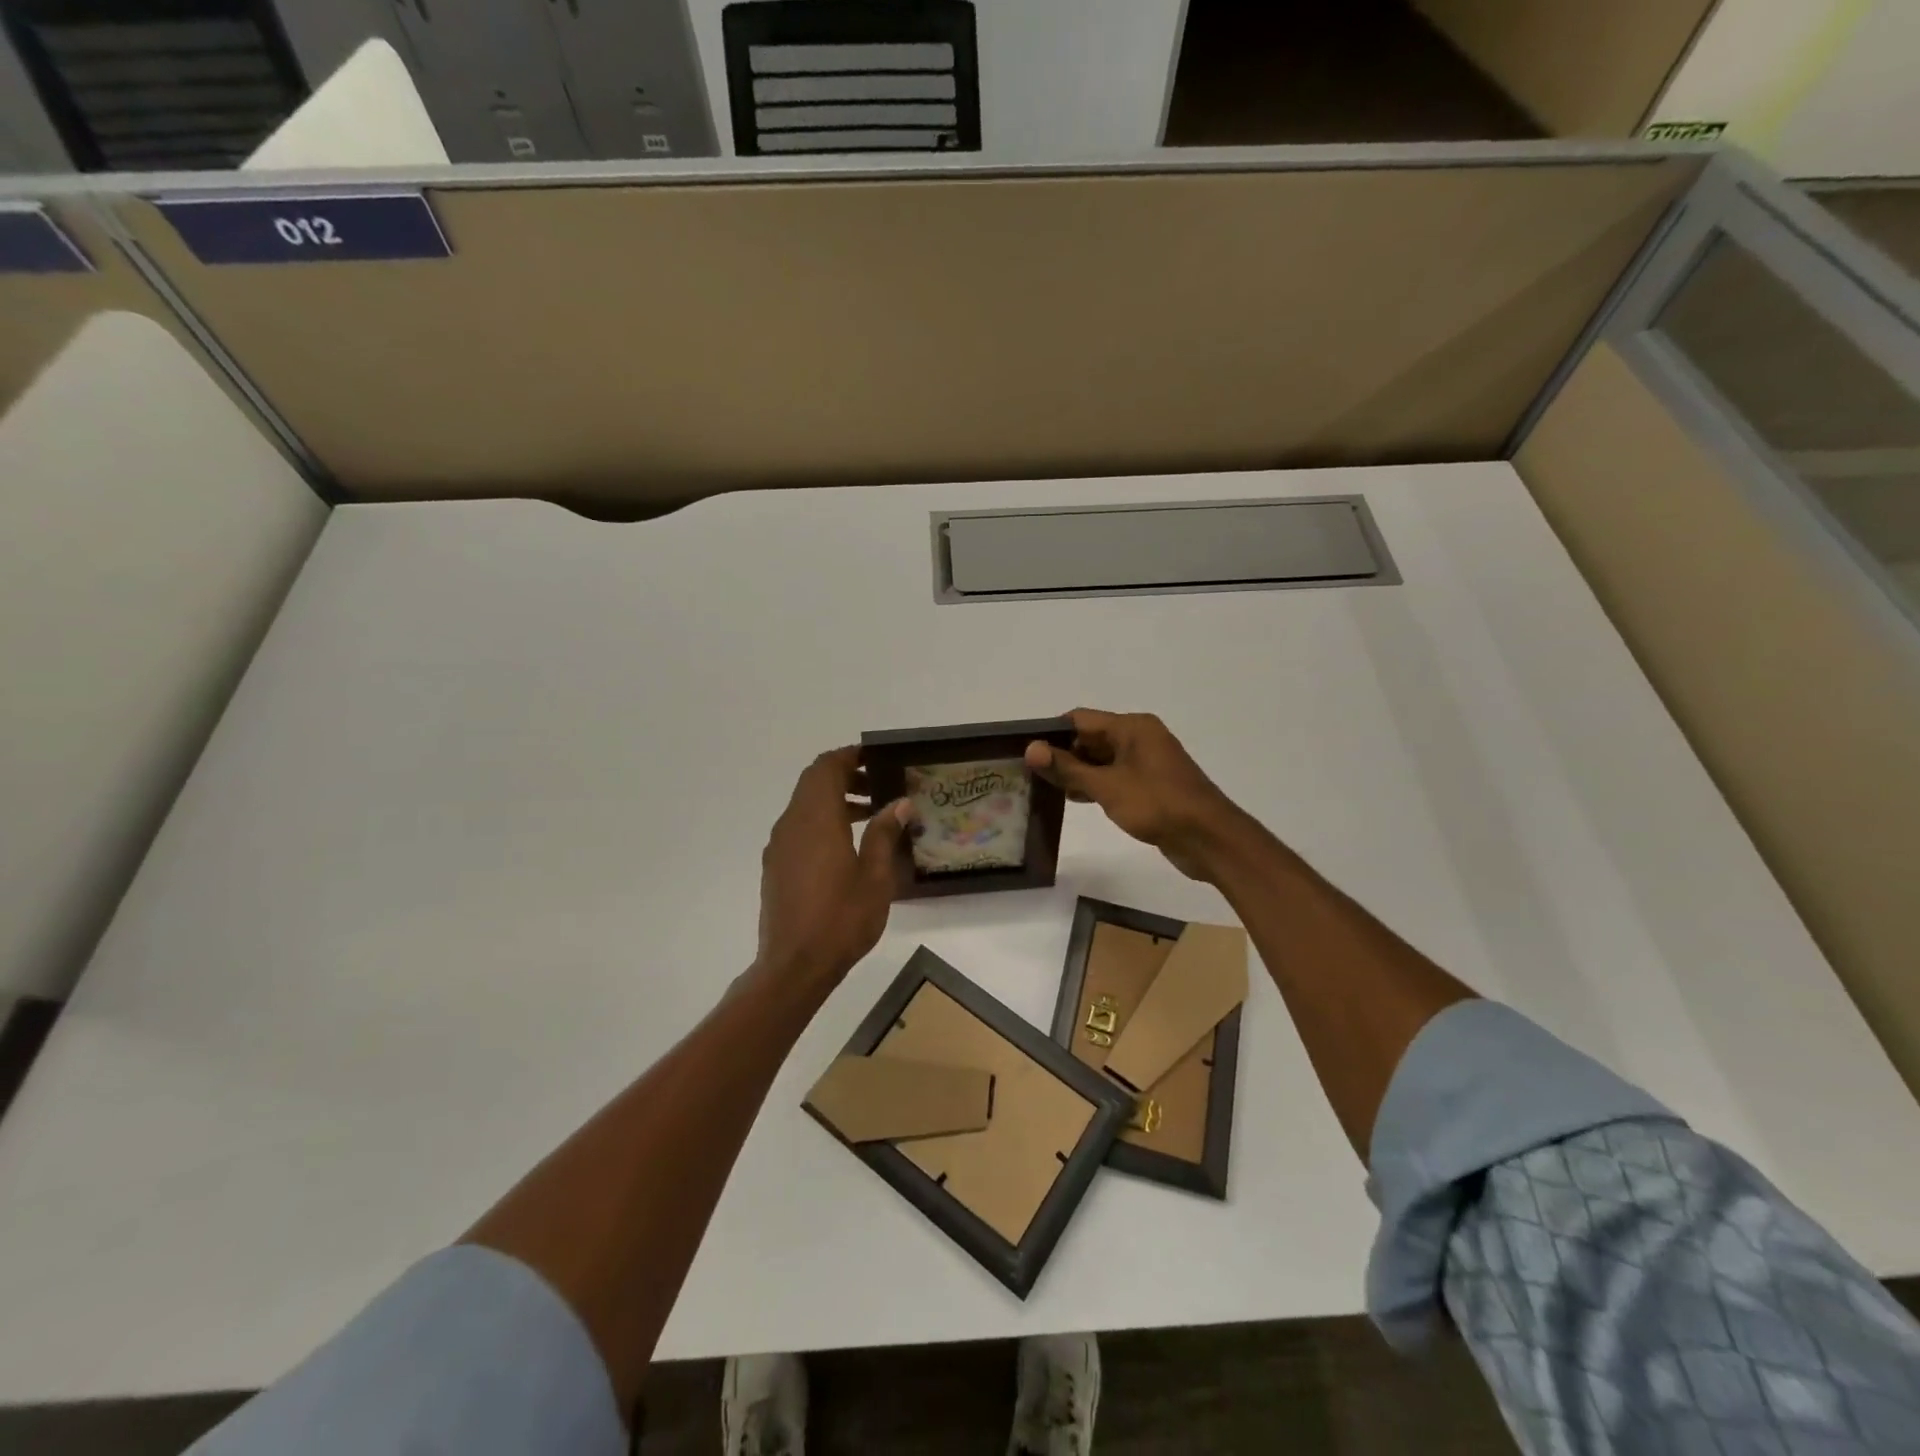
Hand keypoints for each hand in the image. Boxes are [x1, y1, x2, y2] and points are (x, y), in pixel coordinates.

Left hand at [756, 747, 911, 988]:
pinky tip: (846, 845)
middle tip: (879, 785)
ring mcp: (780, 845)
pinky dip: (821, 821)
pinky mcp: (776, 865)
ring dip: (834, 799)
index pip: (826, 768)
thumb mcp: (875, 877)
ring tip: (870, 814)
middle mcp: (792, 824)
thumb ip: (884, 833)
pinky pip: (799, 827)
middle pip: (813, 782)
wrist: (794, 966)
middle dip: (844, 776)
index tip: (876, 757)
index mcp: (816, 820)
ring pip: (805, 805)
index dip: (850, 756)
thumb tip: (899, 803)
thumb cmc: (841, 919)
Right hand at [1025, 709, 1250, 881]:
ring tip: (1043, 788)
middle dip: (1062, 754)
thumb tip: (1030, 749)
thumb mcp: (1107, 786)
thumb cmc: (1157, 804)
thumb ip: (1068, 768)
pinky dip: (1094, 784)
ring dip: (1077, 772)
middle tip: (1028, 773)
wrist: (1209, 838)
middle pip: (1090, 738)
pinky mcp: (1150, 785)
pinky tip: (1074, 799)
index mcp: (1132, 727)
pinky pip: (1114, 777)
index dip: (1051, 733)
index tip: (1025, 751)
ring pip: (1102, 760)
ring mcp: (1146, 762)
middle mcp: (1140, 738)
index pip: (1080, 719)